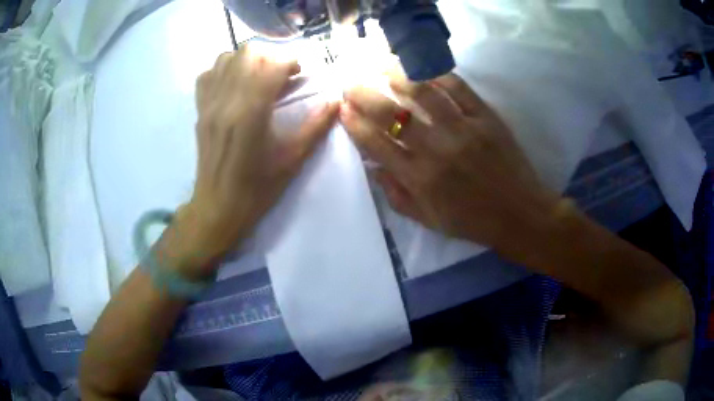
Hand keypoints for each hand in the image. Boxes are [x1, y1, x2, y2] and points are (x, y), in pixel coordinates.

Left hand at [172, 47, 338, 277]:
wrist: (218, 208)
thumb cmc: (257, 189)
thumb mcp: (293, 159)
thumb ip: (316, 125)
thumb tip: (336, 100)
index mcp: (250, 113)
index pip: (271, 64)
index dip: (291, 62)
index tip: (300, 74)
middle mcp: (226, 101)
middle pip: (248, 53)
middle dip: (271, 56)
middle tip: (281, 74)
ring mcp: (209, 104)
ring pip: (226, 58)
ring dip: (248, 59)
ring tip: (259, 77)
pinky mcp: (199, 110)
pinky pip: (208, 74)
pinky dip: (224, 69)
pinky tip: (235, 85)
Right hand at [341, 72, 561, 259]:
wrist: (520, 215)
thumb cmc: (472, 221)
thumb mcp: (428, 220)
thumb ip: (396, 195)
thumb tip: (373, 167)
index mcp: (419, 180)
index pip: (375, 144)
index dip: (354, 124)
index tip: (342, 109)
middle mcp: (437, 151)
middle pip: (391, 114)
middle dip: (363, 95)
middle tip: (351, 84)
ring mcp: (463, 130)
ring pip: (423, 92)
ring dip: (397, 76)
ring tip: (382, 67)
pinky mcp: (486, 118)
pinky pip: (458, 88)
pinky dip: (437, 75)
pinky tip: (423, 69)